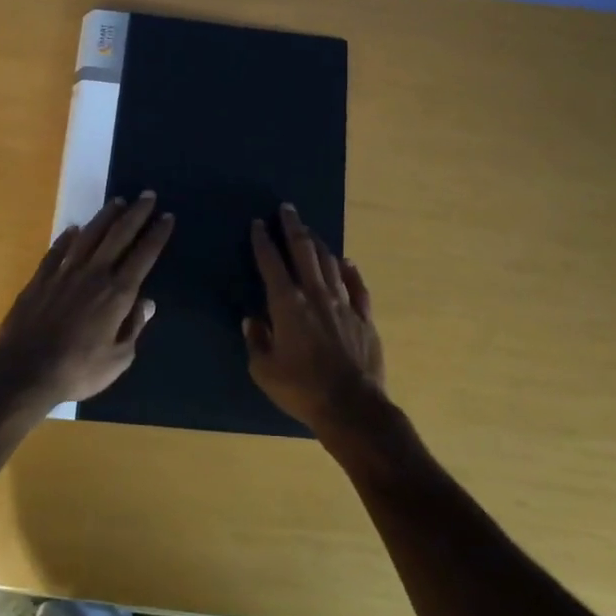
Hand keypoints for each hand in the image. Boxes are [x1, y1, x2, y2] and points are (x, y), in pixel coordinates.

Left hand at [0, 193, 173, 408]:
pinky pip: (57, 250)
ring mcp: (65, 273)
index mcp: (117, 293)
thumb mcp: (118, 360)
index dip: (157, 234)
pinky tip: (74, 228)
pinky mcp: (41, 278)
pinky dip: (67, 237)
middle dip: (136, 213)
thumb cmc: (77, 370)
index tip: (167, 216)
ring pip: (89, 235)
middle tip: (147, 195)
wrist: (24, 371)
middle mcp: (94, 274)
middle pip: (119, 235)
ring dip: (105, 216)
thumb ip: (133, 328)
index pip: (143, 255)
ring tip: (117, 201)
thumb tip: (146, 303)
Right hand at [246, 204, 385, 434]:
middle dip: (293, 227)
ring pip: (330, 262)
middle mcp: (316, 294)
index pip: (271, 263)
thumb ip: (256, 341)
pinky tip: (347, 262)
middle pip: (303, 251)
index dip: (263, 241)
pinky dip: (350, 270)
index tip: (259, 223)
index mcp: (287, 305)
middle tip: (287, 209)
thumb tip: (251, 320)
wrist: (352, 406)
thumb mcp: (264, 370)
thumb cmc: (301, 389)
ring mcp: (344, 303)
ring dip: (318, 243)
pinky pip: (357, 286)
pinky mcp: (364, 316)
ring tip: (310, 231)